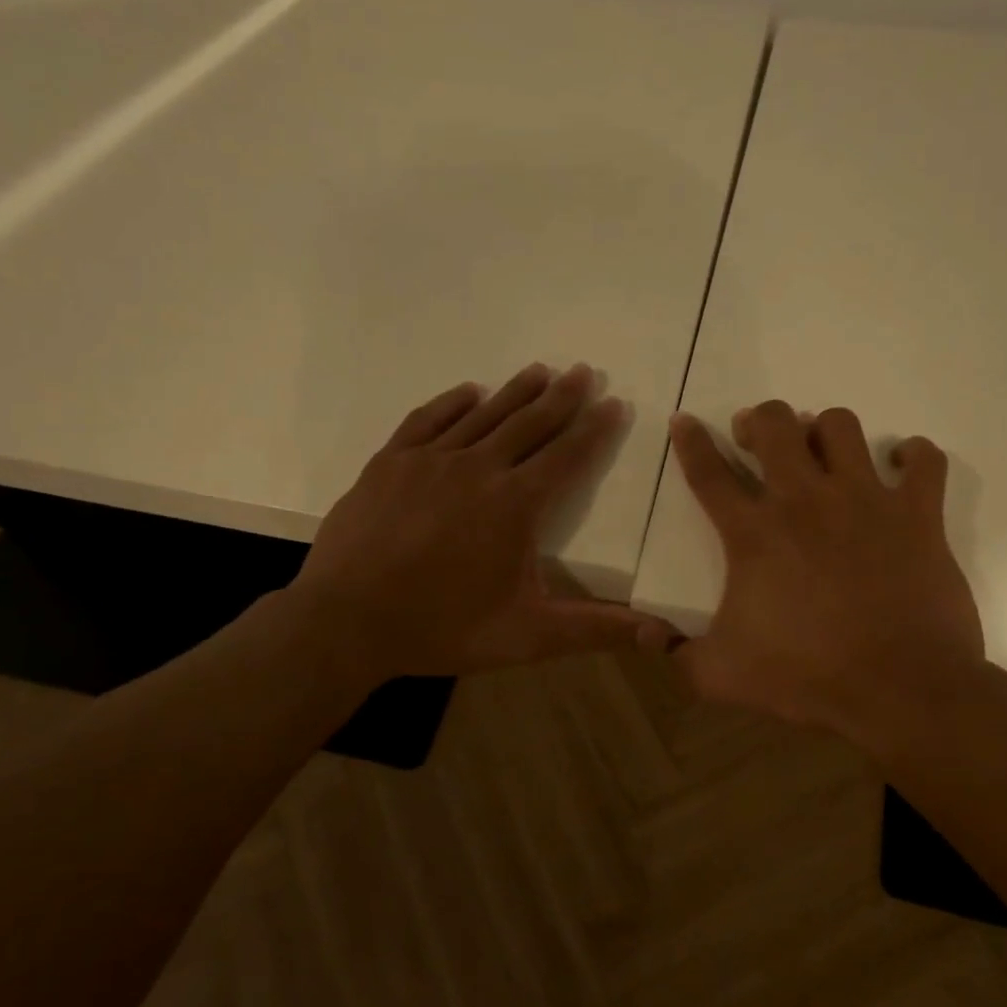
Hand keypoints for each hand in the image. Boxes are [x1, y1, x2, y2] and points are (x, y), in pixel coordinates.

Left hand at [288, 364, 674, 680]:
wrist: (346, 622)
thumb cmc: (443, 628)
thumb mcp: (527, 635)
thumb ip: (594, 629)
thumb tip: (660, 634)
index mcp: (515, 504)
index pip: (568, 456)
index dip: (596, 430)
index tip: (614, 403)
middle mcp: (478, 468)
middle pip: (530, 423)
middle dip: (562, 397)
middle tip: (583, 371)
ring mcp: (429, 460)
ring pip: (483, 415)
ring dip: (515, 392)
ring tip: (540, 370)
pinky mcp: (390, 462)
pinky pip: (428, 419)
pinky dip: (453, 402)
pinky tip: (468, 391)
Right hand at [666, 401, 985, 753]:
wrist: (902, 691)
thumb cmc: (807, 678)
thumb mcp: (721, 676)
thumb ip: (677, 653)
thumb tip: (648, 634)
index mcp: (755, 535)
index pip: (709, 473)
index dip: (690, 442)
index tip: (683, 420)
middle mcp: (806, 501)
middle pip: (775, 425)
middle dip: (758, 420)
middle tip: (755, 439)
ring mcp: (866, 500)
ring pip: (841, 426)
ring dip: (824, 430)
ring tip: (821, 453)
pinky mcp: (918, 515)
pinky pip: (924, 460)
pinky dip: (912, 456)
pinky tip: (900, 467)